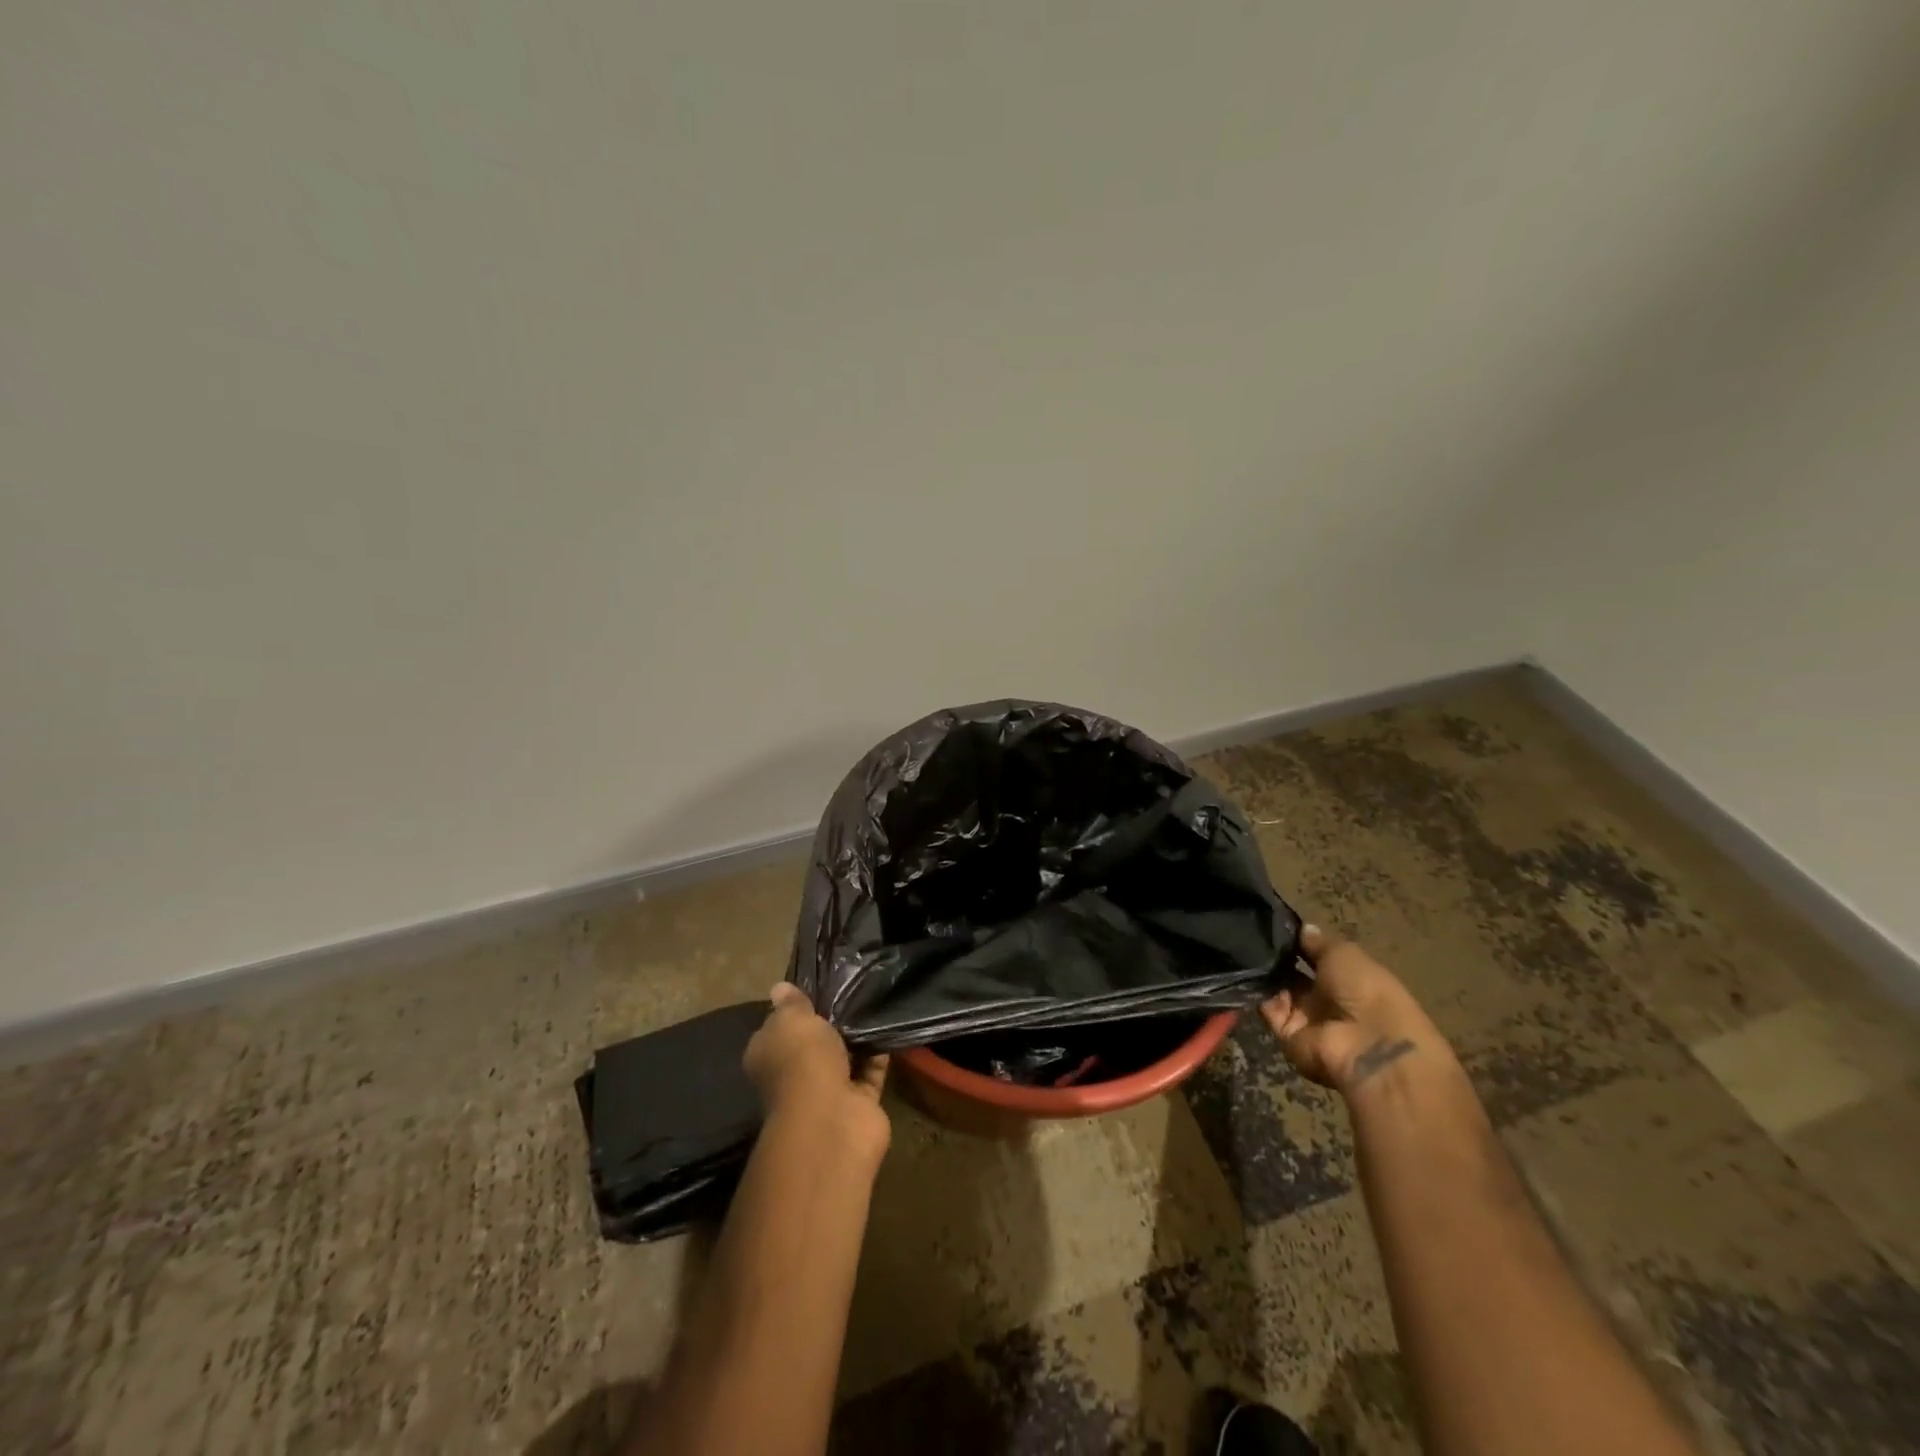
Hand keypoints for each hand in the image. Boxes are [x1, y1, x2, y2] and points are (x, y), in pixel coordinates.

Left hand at [743, 983, 890, 1159]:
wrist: (831, 1117)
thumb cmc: (801, 1060)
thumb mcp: (791, 1020)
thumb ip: (791, 1004)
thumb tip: (780, 988)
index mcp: (768, 1056)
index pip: (778, 1029)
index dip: (794, 1009)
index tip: (815, 988)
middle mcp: (793, 1076)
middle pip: (812, 1045)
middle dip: (830, 1024)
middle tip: (851, 990)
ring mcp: (827, 1092)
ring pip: (843, 1058)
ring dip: (857, 1039)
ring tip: (874, 1001)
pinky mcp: (858, 1102)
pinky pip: (870, 1072)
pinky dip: (879, 1054)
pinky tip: (890, 1026)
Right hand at [1259, 925, 1443, 1096]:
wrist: (1367, 1044)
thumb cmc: (1364, 989)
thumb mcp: (1343, 953)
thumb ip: (1317, 941)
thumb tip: (1301, 928)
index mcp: (1346, 977)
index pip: (1314, 956)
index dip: (1296, 941)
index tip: (1271, 923)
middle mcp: (1325, 998)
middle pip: (1292, 973)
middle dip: (1275, 956)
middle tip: (1250, 933)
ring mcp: (1306, 1018)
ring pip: (1276, 990)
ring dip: (1263, 972)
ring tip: (1242, 947)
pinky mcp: (1287, 1034)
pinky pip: (1267, 1009)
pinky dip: (1256, 992)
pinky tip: (1245, 970)